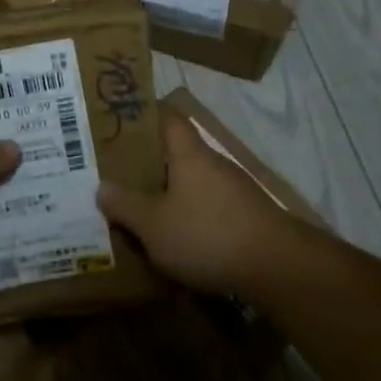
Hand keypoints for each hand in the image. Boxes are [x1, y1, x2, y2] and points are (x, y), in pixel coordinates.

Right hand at [97, 108, 298, 297]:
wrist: (278, 267)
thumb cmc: (208, 235)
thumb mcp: (154, 225)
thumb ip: (126, 205)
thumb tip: (103, 187)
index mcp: (189, 153)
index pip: (167, 116)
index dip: (143, 113)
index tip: (117, 120)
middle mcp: (213, 163)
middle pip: (177, 152)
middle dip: (147, 161)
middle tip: (114, 173)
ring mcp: (233, 190)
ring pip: (191, 182)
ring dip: (167, 192)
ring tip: (137, 209)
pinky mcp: (245, 217)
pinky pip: (206, 207)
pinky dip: (187, 215)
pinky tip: (173, 237)